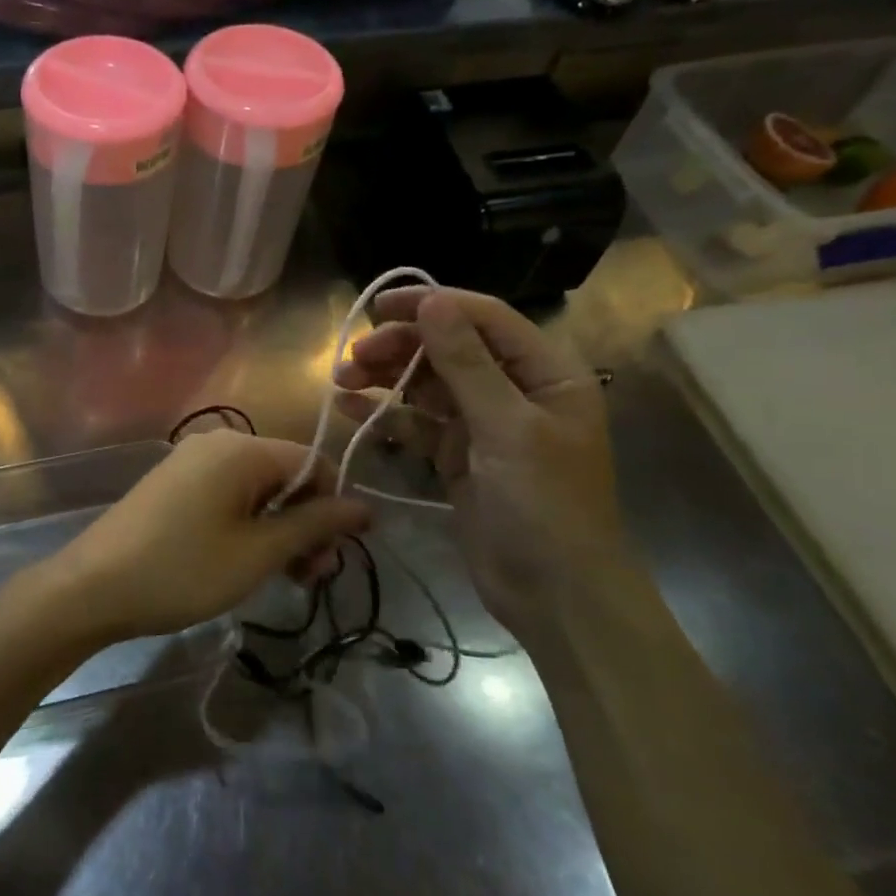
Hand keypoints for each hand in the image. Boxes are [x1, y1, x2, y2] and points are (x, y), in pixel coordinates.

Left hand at [34, 430, 371, 646]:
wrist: (92, 587)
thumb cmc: (183, 569)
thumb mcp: (258, 553)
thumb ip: (313, 525)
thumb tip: (364, 507)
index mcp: (242, 448)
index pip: (314, 464)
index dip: (332, 509)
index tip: (330, 560)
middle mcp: (217, 443)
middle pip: (285, 476)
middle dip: (304, 524)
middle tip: (308, 578)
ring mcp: (190, 462)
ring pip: (256, 489)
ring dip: (277, 530)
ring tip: (279, 578)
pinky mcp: (172, 484)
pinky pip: (226, 495)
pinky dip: (246, 525)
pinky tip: (242, 562)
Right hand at [333, 287, 637, 640]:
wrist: (554, 595)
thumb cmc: (544, 505)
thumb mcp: (507, 428)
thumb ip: (466, 363)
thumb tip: (432, 301)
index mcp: (546, 373)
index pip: (484, 319)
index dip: (432, 305)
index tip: (378, 307)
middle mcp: (514, 390)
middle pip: (449, 349)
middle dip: (400, 348)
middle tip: (354, 356)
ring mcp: (483, 425)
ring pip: (427, 385)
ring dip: (385, 378)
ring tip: (342, 380)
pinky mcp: (457, 456)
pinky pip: (417, 424)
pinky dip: (385, 415)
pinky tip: (349, 409)